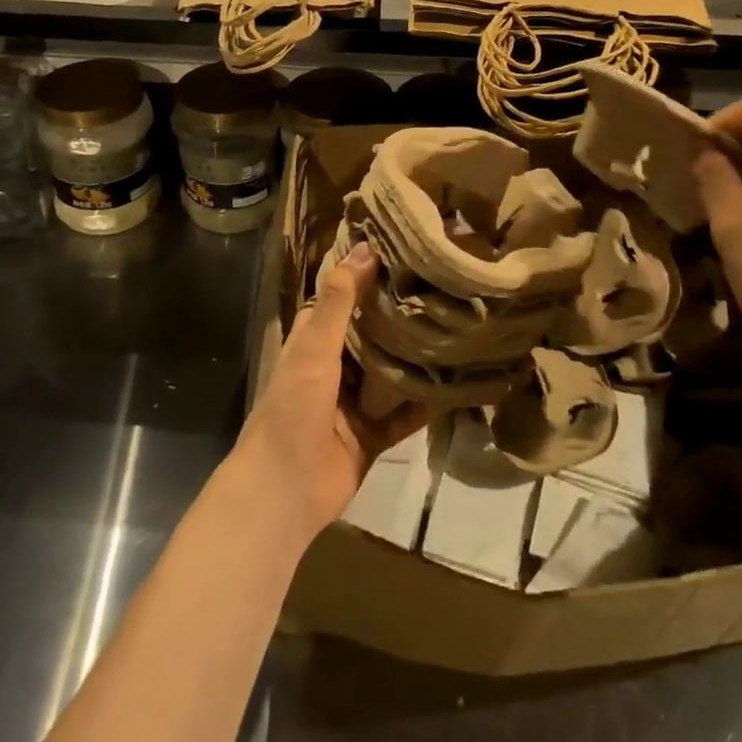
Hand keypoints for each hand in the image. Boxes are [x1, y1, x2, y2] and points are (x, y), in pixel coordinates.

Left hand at [233, 243, 432, 541]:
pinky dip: (426, 402)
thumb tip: (364, 249)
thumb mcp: (314, 348)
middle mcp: (335, 369)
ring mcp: (354, 404)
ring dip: (416, 358)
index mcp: (313, 344)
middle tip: (441, 287)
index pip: (341, 299)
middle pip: (371, 336)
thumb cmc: (293, 409)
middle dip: (399, 317)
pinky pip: (405, 415)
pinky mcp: (373, 436)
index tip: (401, 253)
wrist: (284, 492)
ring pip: (391, 374)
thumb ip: (338, 302)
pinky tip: (457, 384)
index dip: (365, 277)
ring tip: (455, 327)